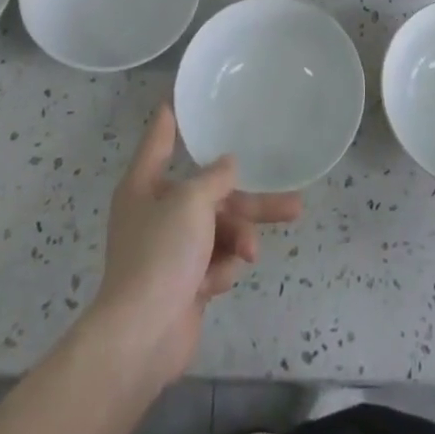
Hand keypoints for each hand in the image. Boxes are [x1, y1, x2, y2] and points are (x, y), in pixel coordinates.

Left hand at [88, 102, 301, 388]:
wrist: (142, 337)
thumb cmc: (160, 254)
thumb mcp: (191, 202)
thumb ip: (215, 178)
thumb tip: (228, 164)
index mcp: (144, 184)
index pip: (161, 139)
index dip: (172, 117)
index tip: (180, 96)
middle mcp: (156, 212)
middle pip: (210, 193)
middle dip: (247, 202)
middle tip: (292, 203)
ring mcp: (170, 250)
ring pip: (219, 230)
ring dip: (237, 239)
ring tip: (250, 252)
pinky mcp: (184, 283)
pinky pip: (214, 262)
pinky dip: (220, 269)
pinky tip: (216, 283)